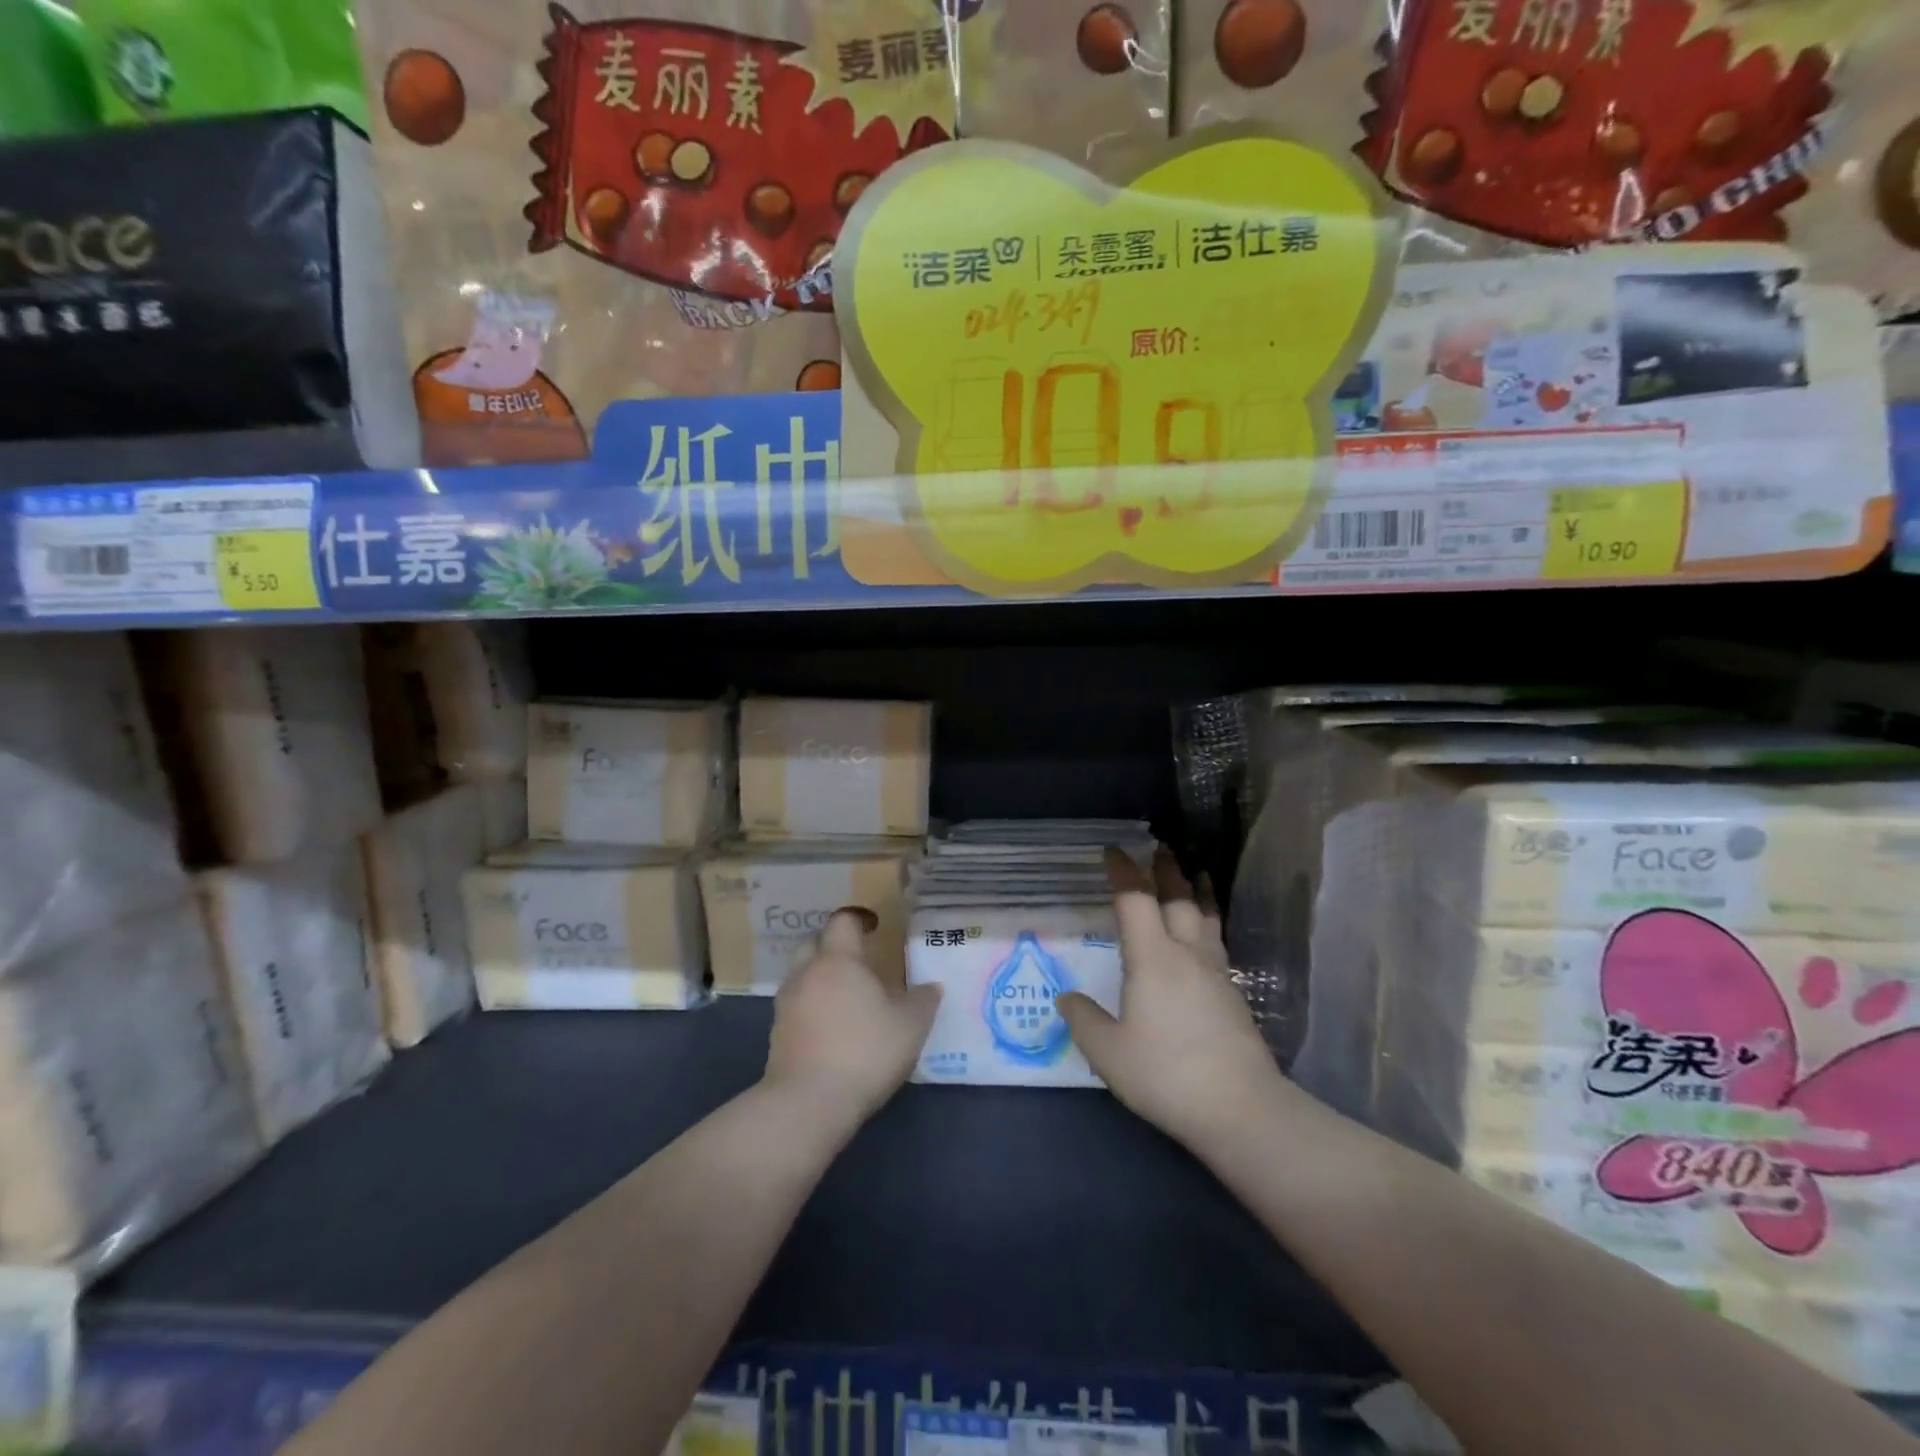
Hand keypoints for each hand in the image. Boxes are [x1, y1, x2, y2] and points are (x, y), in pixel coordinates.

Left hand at [763, 909, 941, 1126]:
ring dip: (821, 978)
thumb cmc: (864, 1051)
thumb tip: (932, 987)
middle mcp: (807, 974)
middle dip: (833, 945)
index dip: (859, 919)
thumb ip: (923, 1001)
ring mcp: (786, 1005)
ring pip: (802, 976)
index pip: (842, 921)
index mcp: (838, 960)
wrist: (808, 1103)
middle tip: (858, 959)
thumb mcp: (910, 1026)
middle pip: (814, 943)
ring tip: (848, 997)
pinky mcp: (777, 1036)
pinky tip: (832, 1028)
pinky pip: (797, 1007)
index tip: (875, 927)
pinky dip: (813, 1008)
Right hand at [1058, 850, 1288, 1152]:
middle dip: (1165, 870)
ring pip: (1205, 916)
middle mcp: (1187, 954)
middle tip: (1157, 848)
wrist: (1241, 1109)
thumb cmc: (1166, 1074)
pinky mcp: (1233, 995)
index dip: (1123, 872)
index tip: (1112, 851)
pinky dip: (1208, 920)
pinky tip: (1206, 933)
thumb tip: (1066, 998)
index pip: (1136, 901)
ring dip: (1196, 890)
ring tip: (1195, 872)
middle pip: (1178, 898)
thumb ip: (1084, 1020)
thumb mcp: (1108, 1052)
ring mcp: (1216, 973)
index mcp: (1153, 959)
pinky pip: (1217, 940)